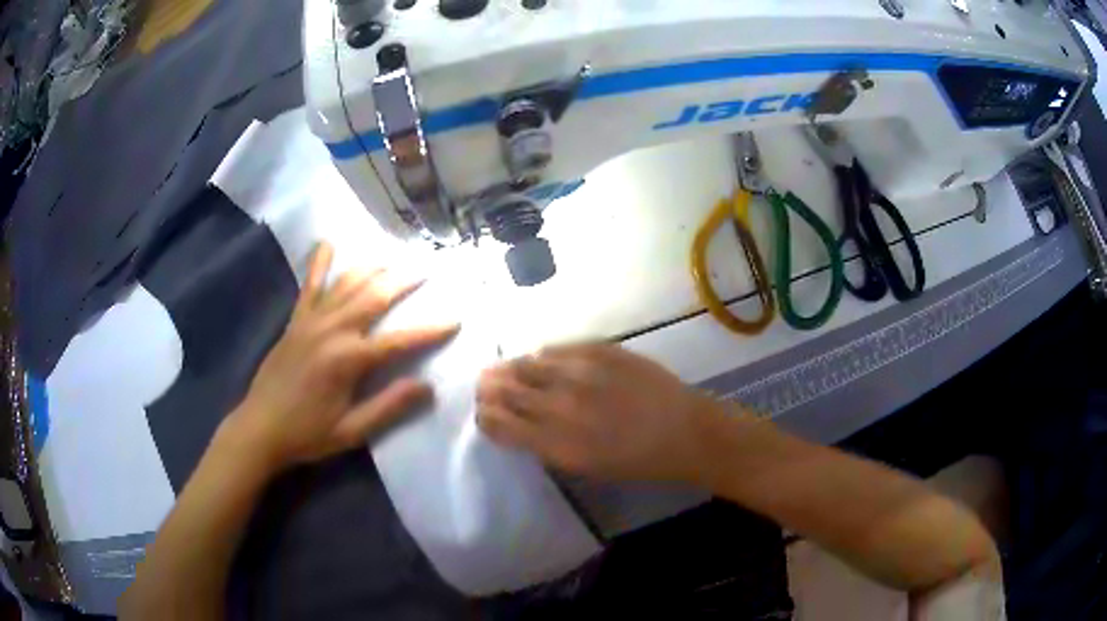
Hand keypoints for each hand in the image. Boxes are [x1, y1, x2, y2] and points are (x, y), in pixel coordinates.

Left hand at [222, 242, 458, 472]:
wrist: (259, 428)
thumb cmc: (307, 434)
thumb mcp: (352, 431)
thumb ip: (389, 407)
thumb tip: (427, 386)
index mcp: (348, 360)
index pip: (399, 340)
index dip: (429, 331)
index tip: (455, 319)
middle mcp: (331, 331)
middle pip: (374, 297)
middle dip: (404, 283)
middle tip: (427, 269)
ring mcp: (311, 322)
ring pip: (347, 285)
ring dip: (372, 268)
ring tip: (393, 258)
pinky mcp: (295, 322)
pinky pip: (310, 286)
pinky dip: (319, 264)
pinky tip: (327, 243)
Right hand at [476, 344, 718, 484]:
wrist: (685, 431)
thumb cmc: (637, 461)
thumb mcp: (585, 467)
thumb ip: (546, 445)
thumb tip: (518, 424)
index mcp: (556, 443)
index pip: (500, 423)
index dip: (485, 416)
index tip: (484, 413)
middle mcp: (561, 406)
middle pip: (505, 389)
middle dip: (489, 388)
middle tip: (486, 386)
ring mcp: (580, 373)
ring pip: (526, 363)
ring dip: (510, 368)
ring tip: (505, 370)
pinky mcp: (599, 350)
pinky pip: (556, 348)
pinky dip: (543, 356)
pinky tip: (542, 360)